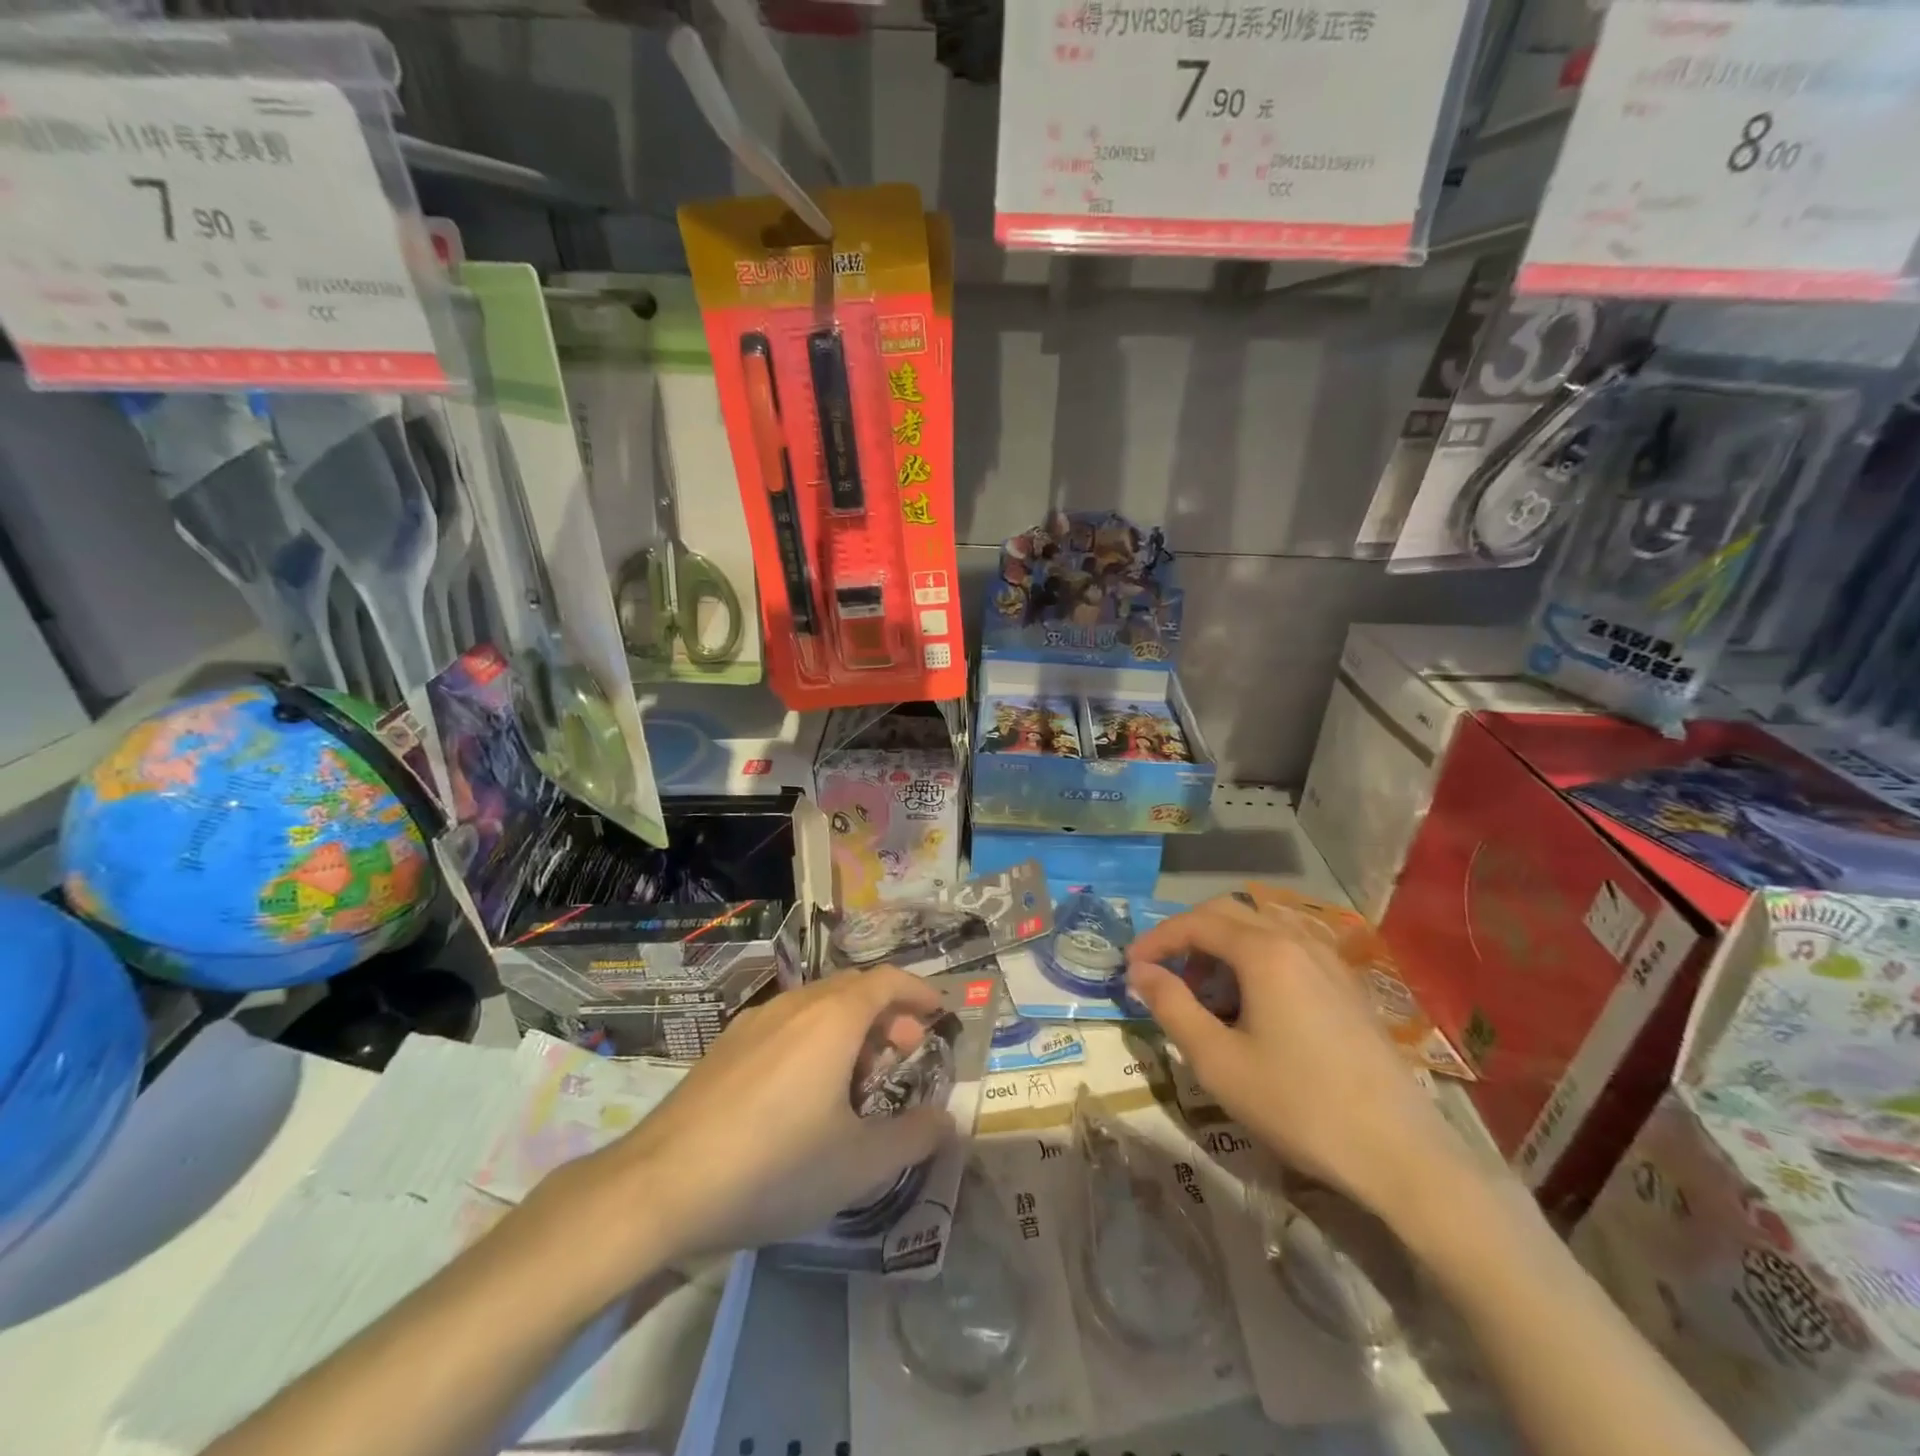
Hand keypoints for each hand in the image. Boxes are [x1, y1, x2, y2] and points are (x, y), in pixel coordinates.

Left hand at [545, 968, 951, 1277]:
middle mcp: (796, 1005)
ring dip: (849, 1027)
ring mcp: (755, 1022)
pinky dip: (813, 1038)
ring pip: (817, 1005)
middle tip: (903, 1055)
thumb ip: (914, 1137)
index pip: (888, 980)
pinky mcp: (726, 1046)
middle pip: (853, 989)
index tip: (939, 1014)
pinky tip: (803, 1091)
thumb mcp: (859, 1164)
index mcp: (834, 1019)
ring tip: (857, 1078)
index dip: (919, 992)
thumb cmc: (775, 1166)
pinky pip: (786, 1024)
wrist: (661, 1185)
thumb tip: (948, 1119)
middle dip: (887, 1014)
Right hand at [1127, 894, 1473, 1229]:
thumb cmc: (1298, 1105)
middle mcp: (1298, 941)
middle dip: (1187, 937)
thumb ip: (1171, 1007)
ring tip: (1204, 996)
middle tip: (1163, 976)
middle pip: (1229, 914)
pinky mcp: (1347, 987)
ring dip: (1221, 949)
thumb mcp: (1218, 1061)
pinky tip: (1251, 1007)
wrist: (1401, 1155)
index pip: (1196, 922)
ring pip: (1261, 930)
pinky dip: (1254, 962)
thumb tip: (1140, 972)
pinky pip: (1288, 951)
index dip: (1156, 939)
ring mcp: (1329, 962)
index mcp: (1265, 952)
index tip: (1129, 967)